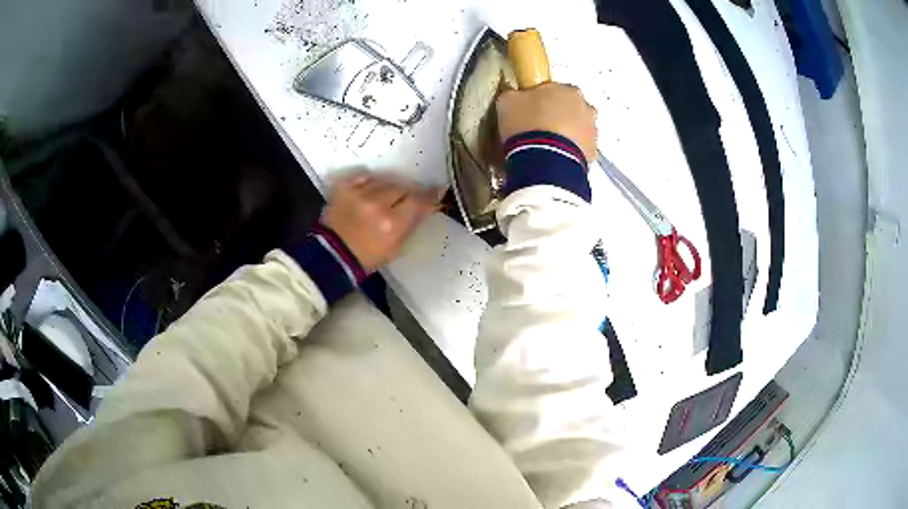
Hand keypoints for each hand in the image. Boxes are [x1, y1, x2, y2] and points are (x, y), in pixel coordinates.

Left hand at [323, 173, 438, 271]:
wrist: (331, 256)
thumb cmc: (366, 258)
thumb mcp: (396, 247)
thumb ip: (412, 224)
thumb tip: (426, 206)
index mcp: (392, 224)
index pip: (419, 201)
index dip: (429, 194)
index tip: (436, 189)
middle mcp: (377, 204)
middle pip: (402, 187)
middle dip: (406, 193)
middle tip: (404, 199)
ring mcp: (359, 194)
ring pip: (385, 180)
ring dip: (388, 187)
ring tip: (384, 196)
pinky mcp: (343, 188)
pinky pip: (364, 176)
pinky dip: (369, 182)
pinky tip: (368, 191)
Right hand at [496, 82, 597, 160]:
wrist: (545, 161)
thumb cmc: (528, 125)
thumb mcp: (507, 102)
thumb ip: (514, 94)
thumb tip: (513, 96)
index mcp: (566, 89)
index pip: (554, 88)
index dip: (541, 99)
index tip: (530, 109)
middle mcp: (585, 107)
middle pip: (570, 107)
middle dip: (557, 114)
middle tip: (538, 126)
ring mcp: (591, 130)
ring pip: (578, 128)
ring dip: (566, 133)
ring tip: (547, 145)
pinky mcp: (592, 152)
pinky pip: (580, 148)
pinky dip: (570, 150)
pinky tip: (555, 156)